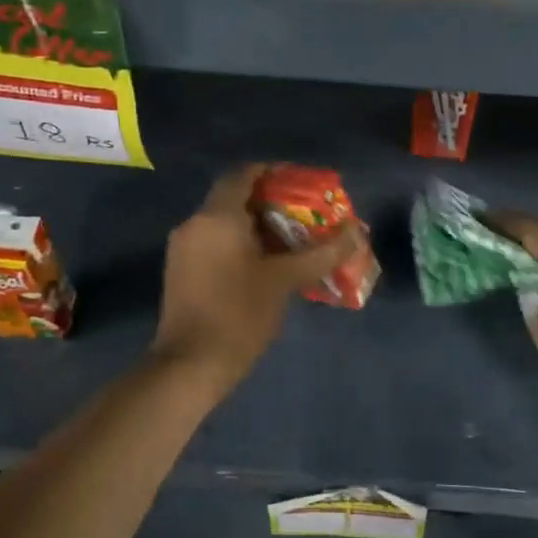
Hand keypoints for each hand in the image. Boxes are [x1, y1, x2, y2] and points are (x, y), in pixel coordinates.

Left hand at [151, 164, 362, 392]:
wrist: (189, 365)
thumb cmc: (239, 314)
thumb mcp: (285, 281)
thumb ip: (322, 253)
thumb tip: (356, 232)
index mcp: (217, 217)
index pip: (244, 174)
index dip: (273, 172)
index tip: (301, 183)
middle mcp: (195, 224)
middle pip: (234, 198)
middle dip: (270, 202)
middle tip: (304, 215)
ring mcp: (183, 249)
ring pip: (223, 223)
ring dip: (256, 225)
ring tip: (291, 241)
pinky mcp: (181, 271)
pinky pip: (214, 243)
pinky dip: (239, 243)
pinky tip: (264, 265)